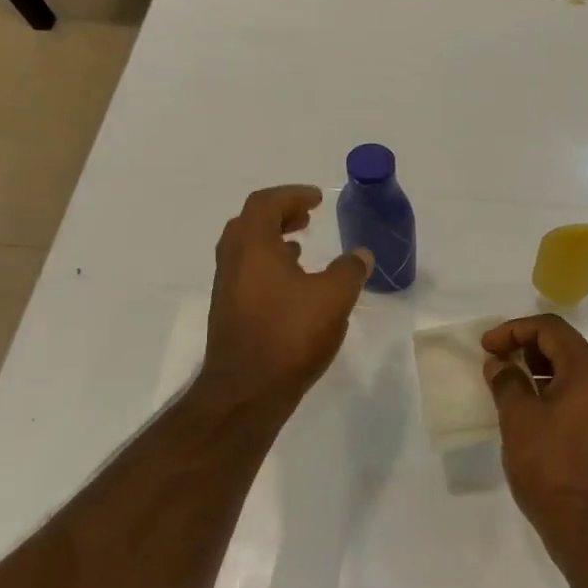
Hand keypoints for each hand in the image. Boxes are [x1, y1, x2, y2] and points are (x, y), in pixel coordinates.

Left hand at [198, 186, 372, 410]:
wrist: (246, 392)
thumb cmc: (289, 335)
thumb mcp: (333, 297)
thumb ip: (350, 270)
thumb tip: (360, 255)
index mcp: (253, 246)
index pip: (265, 203)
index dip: (292, 195)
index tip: (317, 200)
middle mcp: (233, 261)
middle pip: (250, 222)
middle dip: (280, 215)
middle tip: (307, 218)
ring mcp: (226, 289)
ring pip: (246, 250)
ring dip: (272, 241)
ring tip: (301, 247)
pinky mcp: (229, 313)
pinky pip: (247, 273)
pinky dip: (269, 265)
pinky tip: (293, 286)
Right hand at [481, 315, 587, 545]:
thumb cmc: (552, 467)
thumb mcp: (519, 419)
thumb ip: (507, 382)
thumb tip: (499, 365)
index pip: (551, 329)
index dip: (514, 330)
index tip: (486, 347)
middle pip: (564, 348)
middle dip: (525, 348)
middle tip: (494, 362)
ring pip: (570, 374)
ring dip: (537, 372)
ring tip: (505, 385)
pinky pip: (577, 397)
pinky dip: (550, 393)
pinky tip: (527, 412)